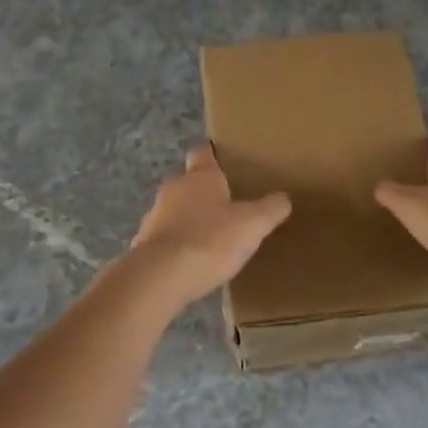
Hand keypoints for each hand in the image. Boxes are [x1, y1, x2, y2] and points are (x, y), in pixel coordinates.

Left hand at [127, 145, 291, 309]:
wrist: (161, 276)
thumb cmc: (210, 240)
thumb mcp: (252, 225)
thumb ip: (270, 209)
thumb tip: (283, 198)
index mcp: (200, 176)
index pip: (203, 152)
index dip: (212, 152)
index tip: (221, 156)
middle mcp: (173, 189)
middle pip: (188, 181)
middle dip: (203, 190)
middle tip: (225, 203)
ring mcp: (154, 216)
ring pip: (174, 210)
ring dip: (189, 218)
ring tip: (211, 235)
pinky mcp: (144, 243)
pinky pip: (165, 237)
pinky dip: (178, 243)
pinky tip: (192, 260)